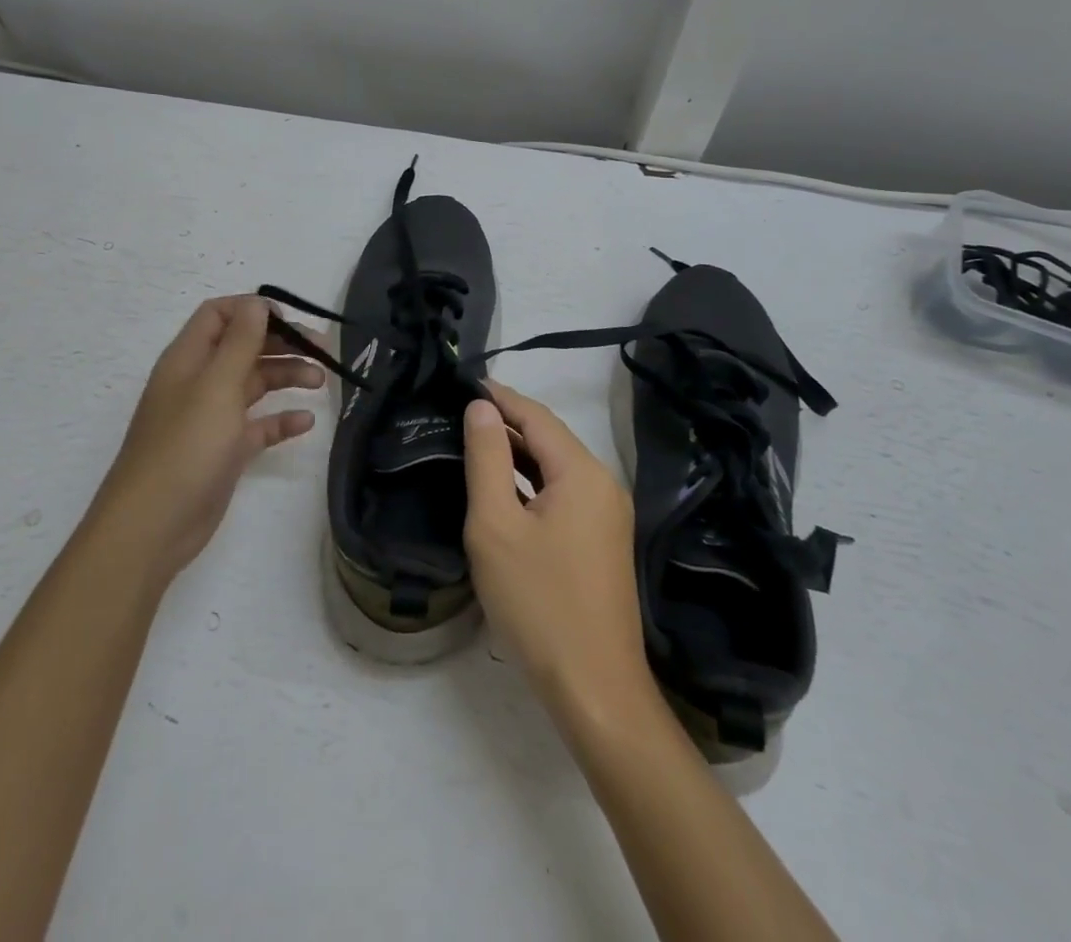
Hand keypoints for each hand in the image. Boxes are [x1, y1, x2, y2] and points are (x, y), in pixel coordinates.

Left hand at [89, 295, 321, 583]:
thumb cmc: (186, 447)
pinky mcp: (224, 450)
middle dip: (282, 343)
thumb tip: (258, 302)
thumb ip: (240, 341)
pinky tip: (306, 422)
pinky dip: (281, 419)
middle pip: (244, 347)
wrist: (153, 526)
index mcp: (189, 358)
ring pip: (254, 383)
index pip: (220, 315)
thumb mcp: (217, 386)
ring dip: (287, 377)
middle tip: (323, 351)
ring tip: (321, 382)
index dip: (254, 310)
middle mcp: (199, 382)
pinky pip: (258, 425)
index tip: (290, 321)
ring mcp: (211, 417)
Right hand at [462, 381, 660, 732]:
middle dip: (508, 422)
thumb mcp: (496, 525)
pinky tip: (506, 490)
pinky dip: (533, 483)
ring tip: (476, 442)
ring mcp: (608, 515)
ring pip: (557, 468)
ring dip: (519, 454)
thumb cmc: (538, 602)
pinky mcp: (603, 542)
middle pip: (550, 439)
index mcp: (582, 472)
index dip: (500, 397)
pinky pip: (564, 494)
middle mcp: (603, 484)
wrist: (595, 688)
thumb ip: (487, 459)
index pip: (536, 416)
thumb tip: (481, 408)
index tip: (465, 382)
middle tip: (462, 412)